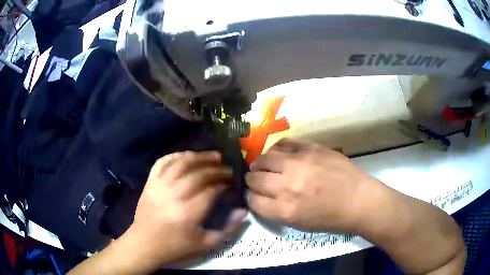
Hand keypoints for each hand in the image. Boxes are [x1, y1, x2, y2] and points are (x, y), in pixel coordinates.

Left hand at [127, 151, 247, 267]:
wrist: (144, 243)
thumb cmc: (175, 246)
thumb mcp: (205, 244)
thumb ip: (228, 229)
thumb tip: (242, 211)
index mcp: (187, 213)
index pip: (210, 191)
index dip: (224, 184)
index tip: (231, 183)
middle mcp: (173, 195)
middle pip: (198, 174)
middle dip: (216, 169)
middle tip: (227, 168)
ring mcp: (159, 186)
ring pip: (181, 163)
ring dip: (199, 157)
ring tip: (213, 156)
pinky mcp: (150, 183)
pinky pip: (162, 162)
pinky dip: (176, 155)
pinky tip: (187, 156)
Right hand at [246, 138, 376, 232]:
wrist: (358, 200)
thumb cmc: (331, 218)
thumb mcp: (299, 224)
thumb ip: (276, 211)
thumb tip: (260, 197)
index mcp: (285, 210)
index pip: (252, 200)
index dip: (250, 197)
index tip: (252, 195)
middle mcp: (287, 186)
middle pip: (254, 179)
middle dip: (251, 180)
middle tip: (256, 179)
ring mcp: (299, 164)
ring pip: (264, 159)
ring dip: (259, 164)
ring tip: (263, 165)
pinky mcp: (310, 148)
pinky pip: (283, 144)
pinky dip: (276, 149)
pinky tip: (278, 154)